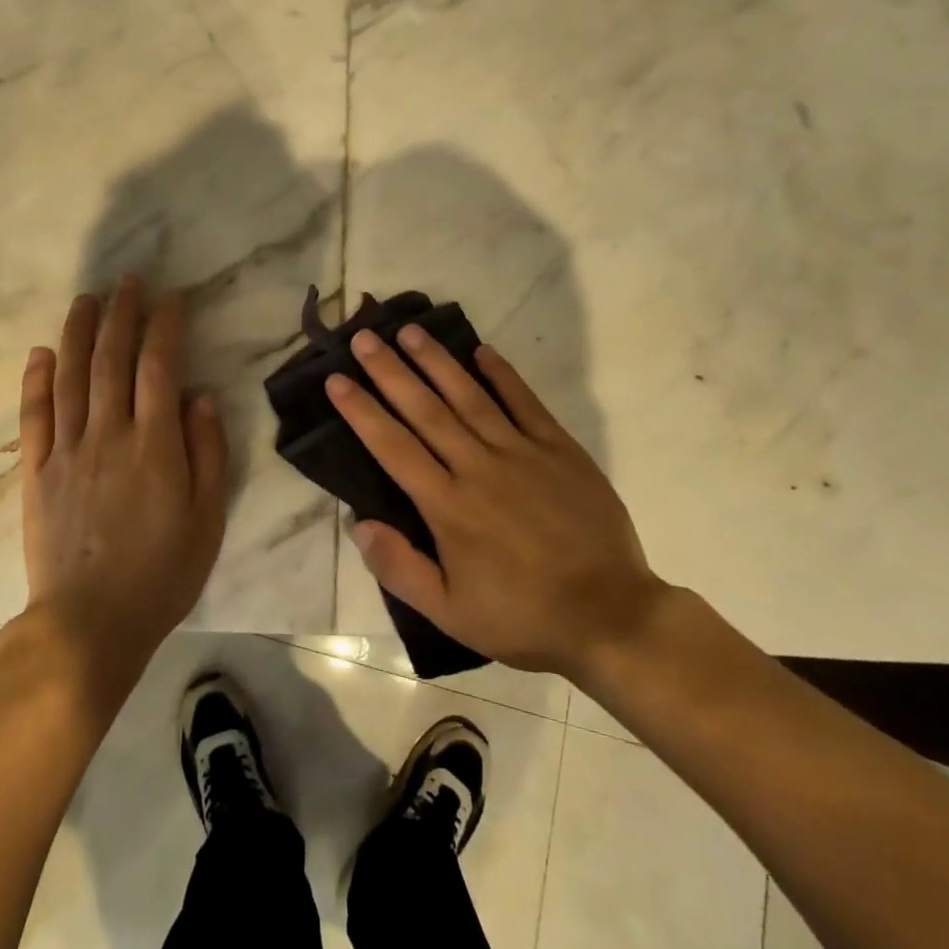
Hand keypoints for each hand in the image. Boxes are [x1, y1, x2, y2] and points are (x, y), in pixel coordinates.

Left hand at [19, 277, 229, 684]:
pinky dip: (36, 379)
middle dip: (121, 314)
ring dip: (78, 332)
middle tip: (127, 281)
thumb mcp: (207, 517)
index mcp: (154, 444)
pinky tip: (41, 352)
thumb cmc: (162, 573)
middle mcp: (108, 435)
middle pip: (112, 359)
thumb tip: (198, 396)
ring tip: (86, 299)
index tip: (171, 298)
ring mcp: (66, 451)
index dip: (165, 326)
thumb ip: (207, 451)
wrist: (89, 625)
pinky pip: (34, 416)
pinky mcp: (36, 472)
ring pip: (70, 376)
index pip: (159, 366)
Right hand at [328, 325, 666, 678]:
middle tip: (363, 339)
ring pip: (470, 397)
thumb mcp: (450, 613)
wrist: (611, 617)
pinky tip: (482, 350)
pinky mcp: (560, 450)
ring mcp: (522, 453)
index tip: (336, 380)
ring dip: (437, 362)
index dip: (362, 411)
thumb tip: (358, 523)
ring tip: (410, 331)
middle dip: (390, 372)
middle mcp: (479, 468)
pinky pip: (526, 403)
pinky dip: (503, 375)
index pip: (394, 447)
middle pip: (425, 410)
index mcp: (448, 506)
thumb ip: (400, 568)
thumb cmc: (523, 617)